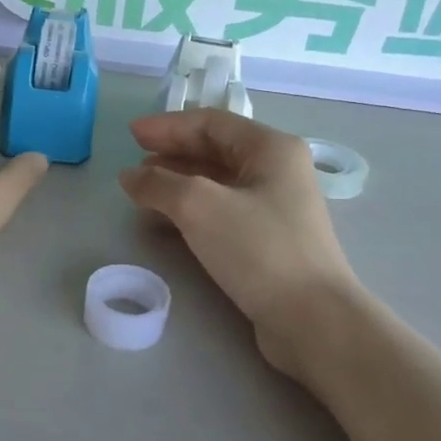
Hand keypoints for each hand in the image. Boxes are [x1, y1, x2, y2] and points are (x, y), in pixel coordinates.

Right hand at [120, 110, 362, 377]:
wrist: (311, 318)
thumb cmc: (258, 248)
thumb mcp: (199, 206)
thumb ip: (159, 185)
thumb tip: (130, 176)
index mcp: (271, 148)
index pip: (211, 123)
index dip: (168, 126)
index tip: (131, 135)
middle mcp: (277, 171)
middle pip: (215, 150)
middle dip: (172, 154)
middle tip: (134, 164)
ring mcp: (275, 208)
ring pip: (217, 183)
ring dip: (178, 184)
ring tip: (142, 193)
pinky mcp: (268, 240)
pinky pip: (222, 212)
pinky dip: (191, 211)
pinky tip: (165, 223)